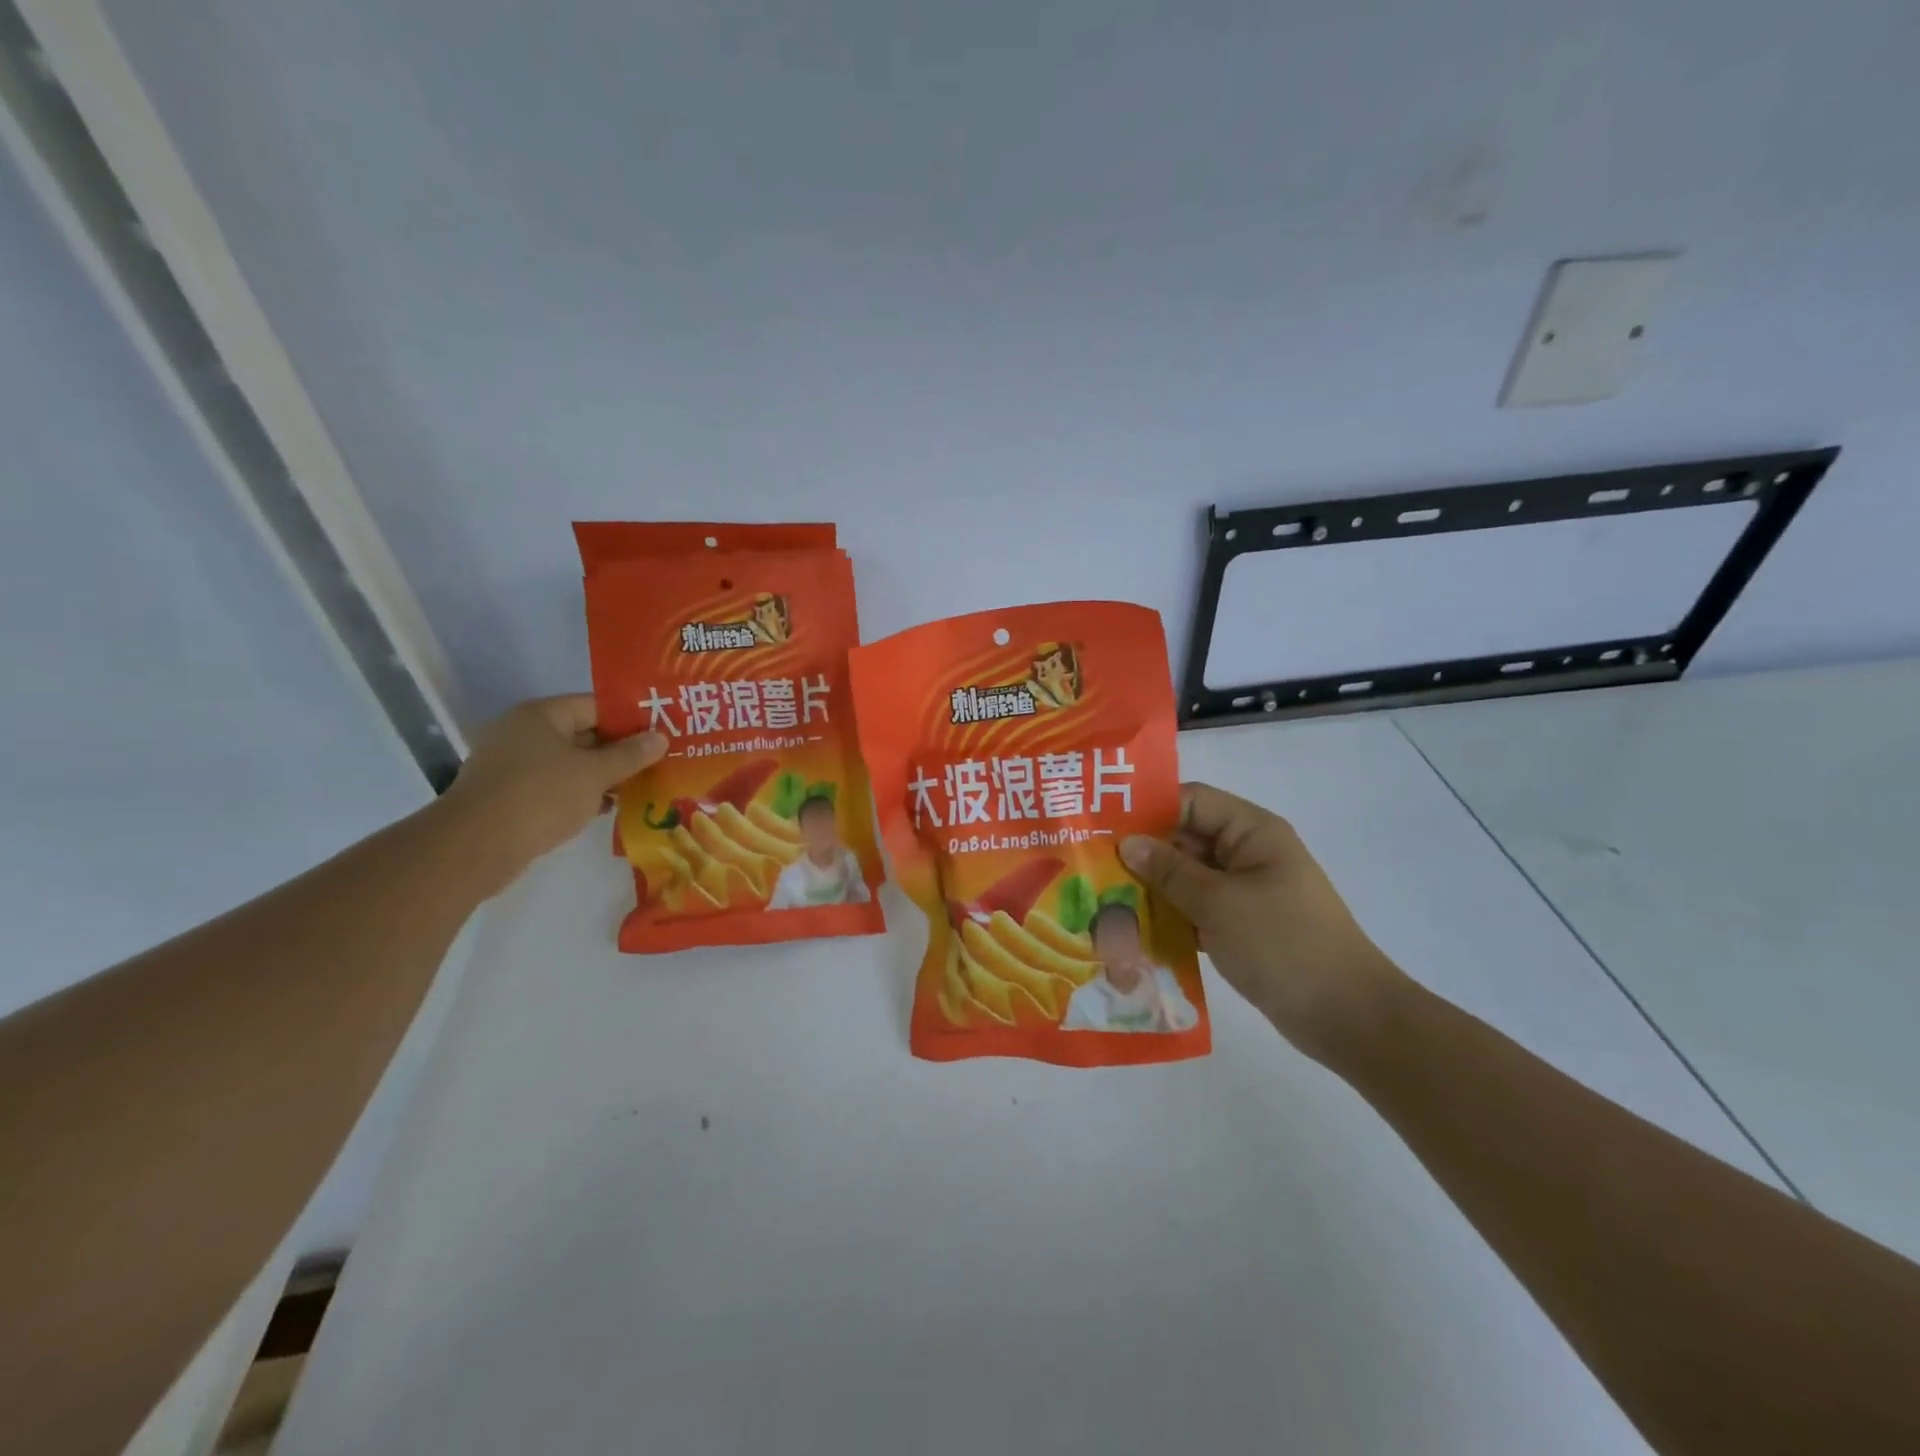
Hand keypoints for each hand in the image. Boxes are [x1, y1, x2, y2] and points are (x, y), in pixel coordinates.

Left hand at [436, 696, 666, 895]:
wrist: (476, 846)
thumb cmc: (541, 796)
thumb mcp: (595, 773)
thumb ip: (630, 755)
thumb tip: (661, 737)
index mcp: (542, 715)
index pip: (597, 706)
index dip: (631, 719)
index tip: (662, 733)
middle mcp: (524, 732)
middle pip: (584, 734)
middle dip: (620, 750)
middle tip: (658, 762)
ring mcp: (513, 764)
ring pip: (571, 762)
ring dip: (603, 775)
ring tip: (641, 786)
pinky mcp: (510, 794)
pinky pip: (555, 785)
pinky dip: (580, 793)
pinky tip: (607, 808)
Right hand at [1120, 783, 1406, 1064]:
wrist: (1347, 1017)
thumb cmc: (1283, 945)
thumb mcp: (1219, 903)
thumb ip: (1169, 871)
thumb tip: (1127, 843)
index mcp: (1252, 832)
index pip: (1191, 801)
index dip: (1148, 809)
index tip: (1101, 827)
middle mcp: (1247, 853)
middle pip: (1185, 839)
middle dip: (1142, 854)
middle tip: (1092, 868)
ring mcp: (1246, 891)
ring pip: (1187, 877)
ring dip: (1152, 889)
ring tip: (1103, 901)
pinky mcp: (1242, 925)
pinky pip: (1196, 909)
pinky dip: (1170, 917)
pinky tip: (1133, 932)